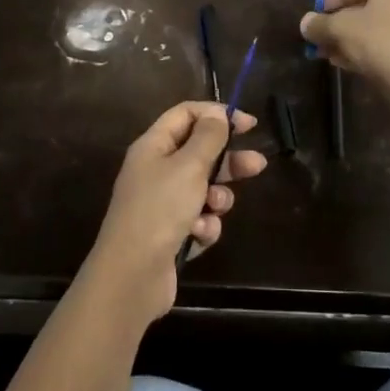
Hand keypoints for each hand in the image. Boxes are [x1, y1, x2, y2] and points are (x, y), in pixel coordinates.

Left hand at [85, 102, 267, 325]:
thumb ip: (208, 137)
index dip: (217, 114)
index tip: (248, 125)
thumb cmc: (160, 210)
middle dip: (228, 160)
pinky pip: (199, 219)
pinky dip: (204, 225)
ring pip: (203, 189)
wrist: (132, 276)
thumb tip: (217, 115)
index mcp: (153, 146)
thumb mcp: (189, 166)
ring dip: (216, 198)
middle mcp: (156, 170)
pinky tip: (199, 234)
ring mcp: (162, 203)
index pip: (186, 114)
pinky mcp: (171, 234)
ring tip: (216, 207)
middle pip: (199, 152)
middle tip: (256, 165)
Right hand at [299, 0, 389, 95]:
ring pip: (375, 27)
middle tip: (319, 37)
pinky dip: (366, 50)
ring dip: (349, 39)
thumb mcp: (339, 29)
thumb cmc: (378, 41)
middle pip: (365, 6)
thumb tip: (305, 23)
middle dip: (338, 22)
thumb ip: (319, 24)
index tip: (316, 12)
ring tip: (327, 54)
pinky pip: (387, 43)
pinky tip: (346, 64)